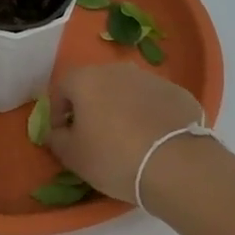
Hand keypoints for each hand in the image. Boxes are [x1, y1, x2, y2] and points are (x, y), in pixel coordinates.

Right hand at [48, 63, 206, 202]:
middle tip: (94, 135)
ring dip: (121, 108)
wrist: (175, 164)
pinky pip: (153, 101)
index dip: (58, 112)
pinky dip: (148, 115)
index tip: (64, 134)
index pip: (62, 88)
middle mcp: (117, 70)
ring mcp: (151, 78)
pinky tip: (152, 139)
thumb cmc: (113, 158)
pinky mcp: (177, 92)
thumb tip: (57, 132)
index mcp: (86, 79)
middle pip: (96, 85)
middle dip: (91, 106)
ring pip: (127, 91)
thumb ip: (57, 139)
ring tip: (126, 139)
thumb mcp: (73, 156)